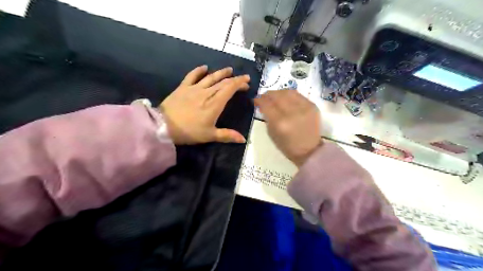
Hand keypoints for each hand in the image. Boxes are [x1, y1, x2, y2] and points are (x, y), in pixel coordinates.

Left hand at [160, 65, 250, 144]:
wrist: (164, 126)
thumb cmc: (189, 132)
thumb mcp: (210, 135)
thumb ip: (227, 135)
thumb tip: (244, 139)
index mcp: (214, 104)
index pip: (230, 89)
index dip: (239, 83)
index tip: (247, 81)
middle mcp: (206, 93)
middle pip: (223, 82)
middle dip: (234, 80)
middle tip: (242, 80)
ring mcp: (194, 88)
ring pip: (210, 77)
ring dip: (221, 72)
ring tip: (229, 69)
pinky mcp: (183, 87)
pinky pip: (192, 76)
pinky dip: (199, 70)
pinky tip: (204, 67)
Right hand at [255, 90, 320, 165]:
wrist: (310, 150)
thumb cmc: (287, 146)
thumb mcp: (272, 134)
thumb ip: (267, 117)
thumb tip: (263, 105)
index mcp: (280, 123)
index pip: (266, 104)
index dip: (259, 100)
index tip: (256, 100)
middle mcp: (292, 113)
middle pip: (277, 95)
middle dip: (268, 94)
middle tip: (264, 97)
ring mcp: (304, 108)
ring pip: (288, 92)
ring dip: (278, 92)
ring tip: (275, 96)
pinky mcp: (312, 106)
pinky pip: (298, 95)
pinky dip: (290, 95)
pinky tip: (286, 98)